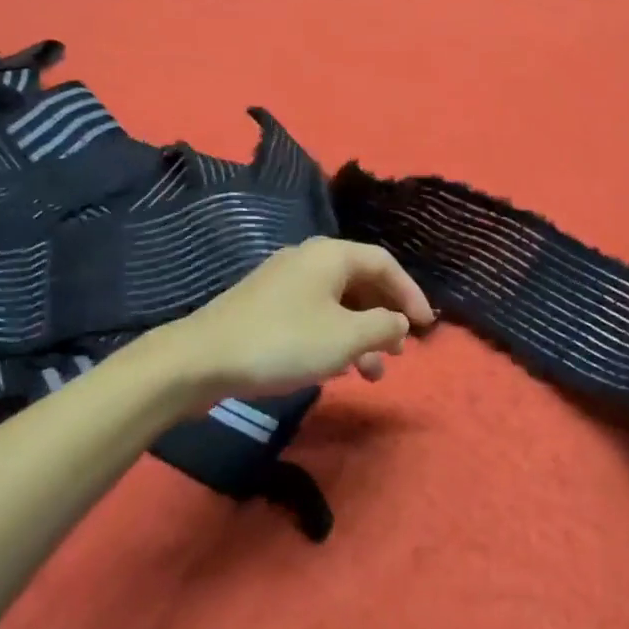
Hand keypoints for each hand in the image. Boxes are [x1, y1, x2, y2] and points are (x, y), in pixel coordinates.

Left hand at [165, 238, 435, 400]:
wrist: (202, 359)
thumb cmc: (283, 342)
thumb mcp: (344, 338)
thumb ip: (383, 326)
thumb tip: (400, 321)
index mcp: (330, 255)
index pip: (384, 263)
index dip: (410, 293)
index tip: (426, 327)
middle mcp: (308, 259)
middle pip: (360, 281)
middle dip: (385, 317)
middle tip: (400, 352)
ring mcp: (284, 282)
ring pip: (337, 303)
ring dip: (361, 334)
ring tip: (372, 373)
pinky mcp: (266, 306)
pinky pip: (314, 314)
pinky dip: (334, 336)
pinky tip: (337, 367)